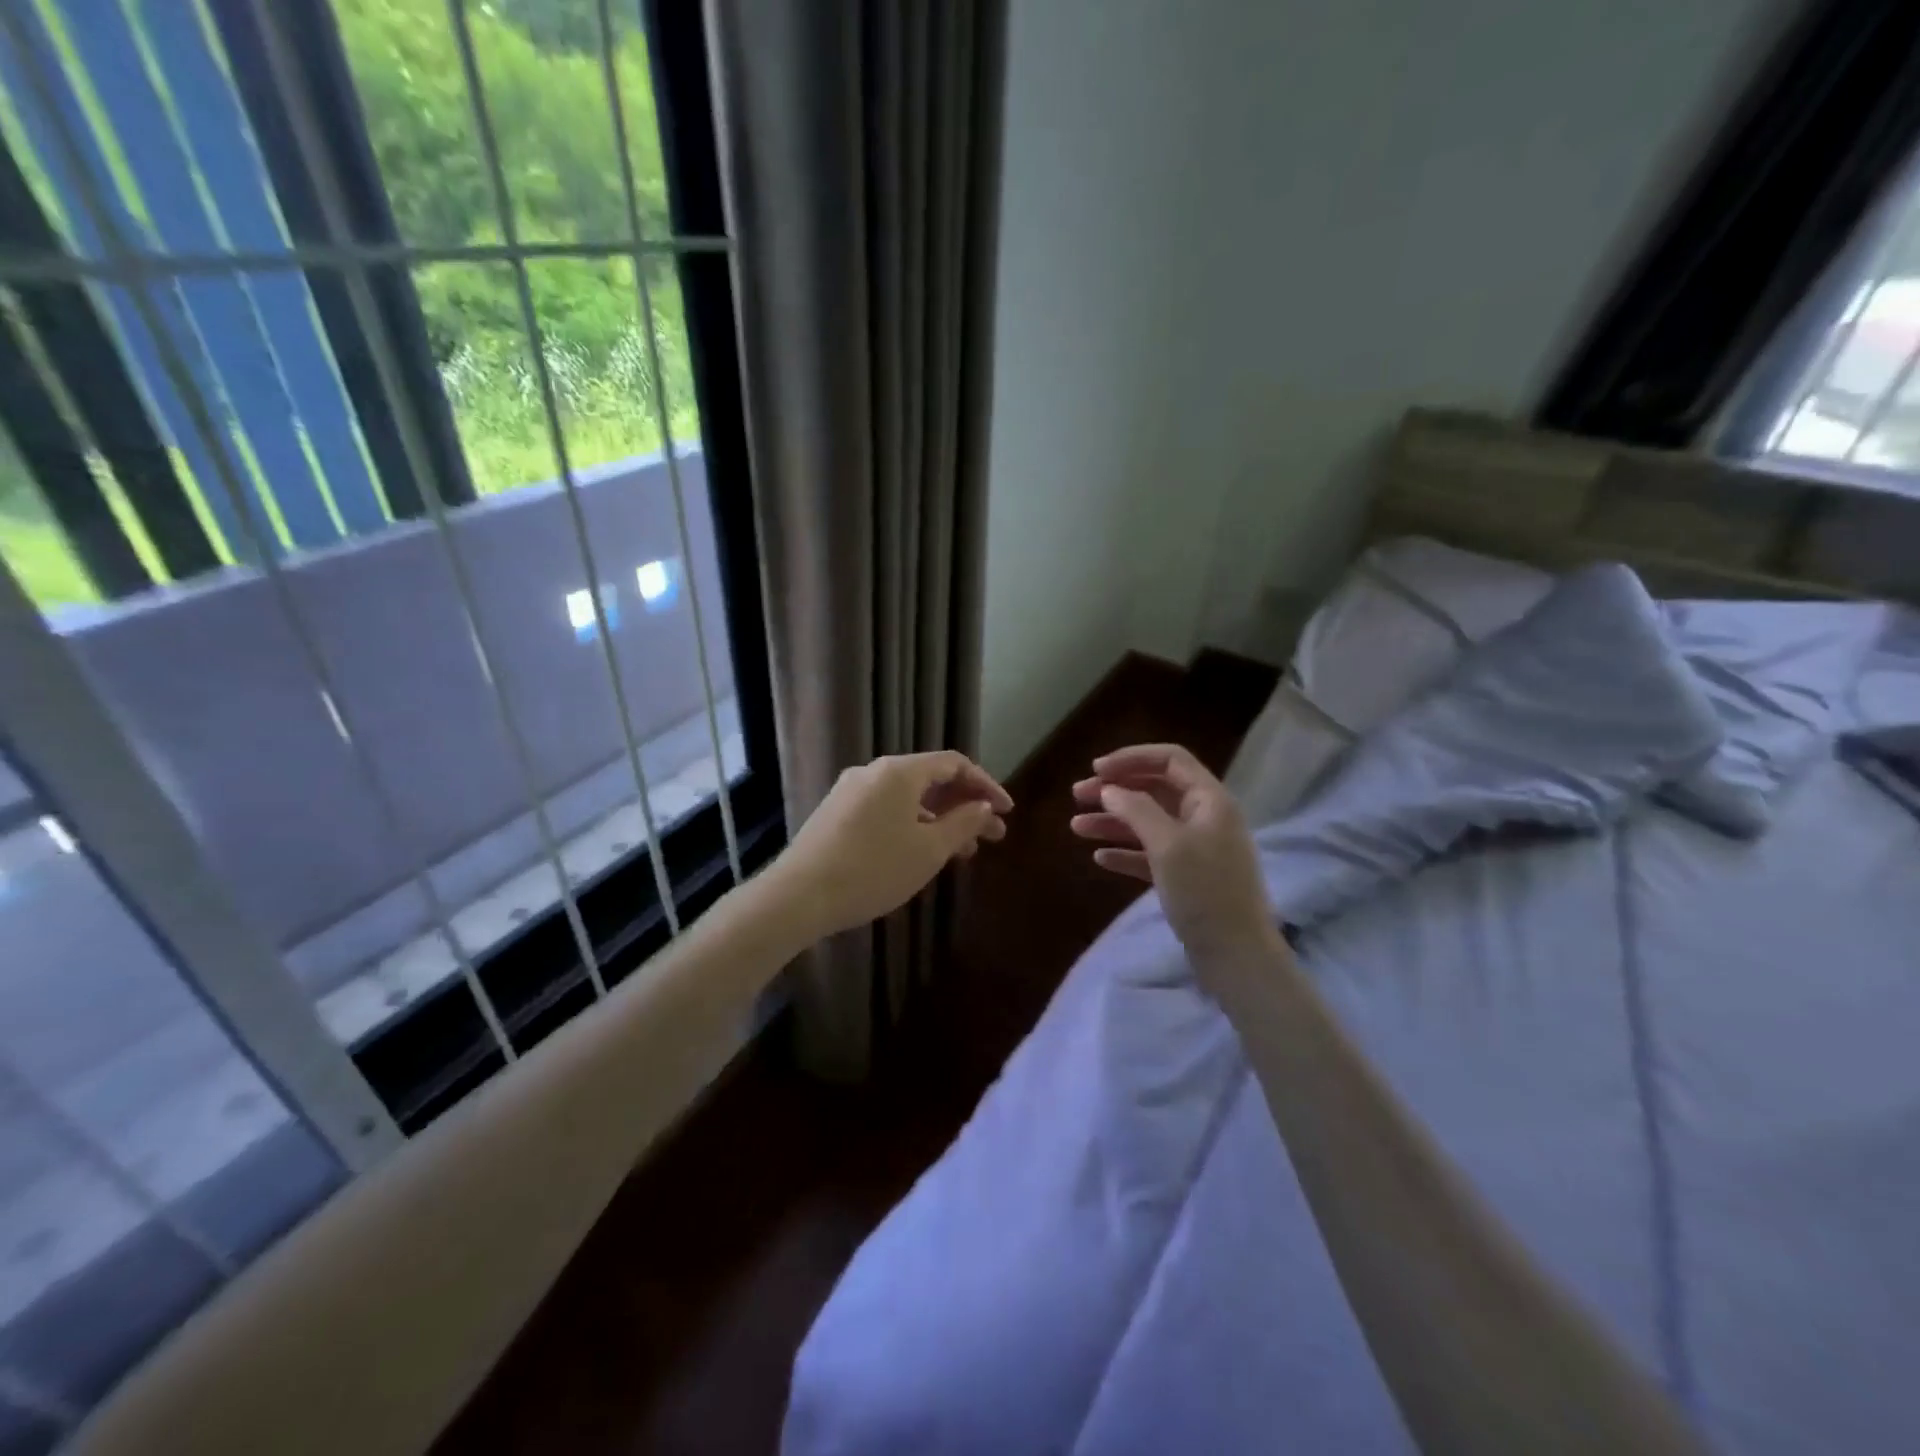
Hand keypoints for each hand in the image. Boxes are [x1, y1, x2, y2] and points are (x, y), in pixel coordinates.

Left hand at [775, 751, 1011, 940]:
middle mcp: (874, 772)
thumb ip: (963, 823)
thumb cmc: (873, 869)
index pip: (954, 764)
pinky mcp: (837, 813)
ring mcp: (851, 791)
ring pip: (908, 798)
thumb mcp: (929, 850)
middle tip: (991, 836)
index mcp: (900, 771)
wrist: (799, 895)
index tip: (1006, 812)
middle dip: (965, 806)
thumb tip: (983, 806)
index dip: (985, 785)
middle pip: (931, 780)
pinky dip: (913, 824)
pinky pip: (886, 809)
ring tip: (962, 852)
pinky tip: (921, 852)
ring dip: (940, 819)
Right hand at [1070, 743, 1278, 963]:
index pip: (1170, 759)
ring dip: (1113, 821)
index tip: (1096, 770)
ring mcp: (1196, 848)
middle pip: (1155, 789)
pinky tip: (1100, 858)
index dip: (1131, 759)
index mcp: (1209, 800)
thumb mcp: (1167, 844)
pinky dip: (1125, 851)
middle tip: (1077, 796)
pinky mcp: (1186, 876)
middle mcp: (1204, 817)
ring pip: (1148, 822)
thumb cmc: (1204, 891)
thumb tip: (1110, 789)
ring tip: (1077, 828)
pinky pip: (1150, 853)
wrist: (1236, 955)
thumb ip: (1136, 809)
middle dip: (1116, 790)